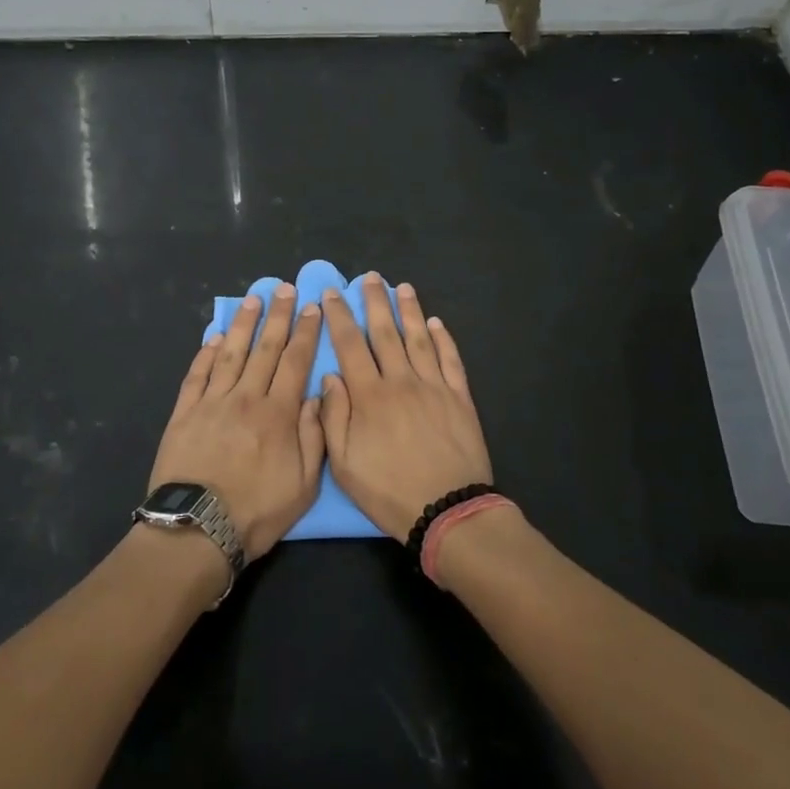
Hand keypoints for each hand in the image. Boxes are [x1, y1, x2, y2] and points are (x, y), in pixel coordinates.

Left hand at [149, 285, 323, 558]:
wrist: (196, 529)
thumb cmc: (256, 511)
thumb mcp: (304, 485)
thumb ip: (313, 436)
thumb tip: (315, 395)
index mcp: (278, 413)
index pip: (295, 362)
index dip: (305, 332)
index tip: (311, 307)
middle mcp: (246, 398)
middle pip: (265, 348)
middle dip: (277, 316)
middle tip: (284, 289)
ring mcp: (212, 402)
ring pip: (231, 353)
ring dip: (244, 324)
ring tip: (253, 300)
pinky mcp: (184, 412)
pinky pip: (197, 374)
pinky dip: (207, 353)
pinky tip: (215, 336)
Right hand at [319, 275, 493, 538]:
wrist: (448, 510)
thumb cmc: (389, 491)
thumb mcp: (344, 464)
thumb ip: (333, 417)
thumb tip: (330, 377)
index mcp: (369, 396)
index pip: (350, 346)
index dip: (339, 317)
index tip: (332, 293)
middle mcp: (401, 381)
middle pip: (385, 333)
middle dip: (375, 302)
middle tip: (370, 278)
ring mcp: (433, 387)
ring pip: (419, 339)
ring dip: (410, 311)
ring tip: (403, 288)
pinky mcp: (459, 398)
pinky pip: (450, 360)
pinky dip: (444, 339)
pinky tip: (437, 324)